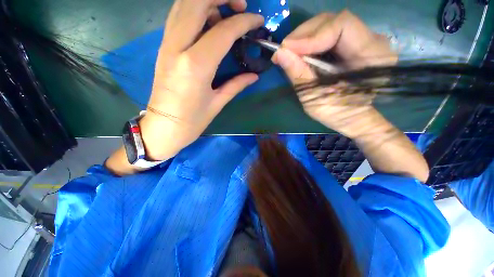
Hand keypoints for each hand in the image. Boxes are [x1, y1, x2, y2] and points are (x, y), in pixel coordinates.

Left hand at [140, 0, 263, 160]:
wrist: (163, 127)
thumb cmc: (192, 121)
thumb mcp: (217, 103)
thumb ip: (236, 85)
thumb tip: (254, 76)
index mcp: (196, 65)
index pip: (223, 31)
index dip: (244, 22)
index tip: (258, 21)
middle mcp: (177, 47)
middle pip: (197, 1)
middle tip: (240, 6)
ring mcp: (167, 44)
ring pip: (184, 4)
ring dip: (207, 0)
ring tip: (226, 11)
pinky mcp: (164, 47)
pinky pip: (177, 16)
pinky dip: (194, 9)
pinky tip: (208, 21)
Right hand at [272, 10, 397, 138]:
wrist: (352, 117)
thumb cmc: (336, 113)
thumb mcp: (314, 99)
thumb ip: (299, 75)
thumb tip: (279, 54)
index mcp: (371, 56)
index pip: (342, 25)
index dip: (311, 35)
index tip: (287, 49)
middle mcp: (373, 41)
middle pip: (334, 20)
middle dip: (304, 34)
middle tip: (284, 50)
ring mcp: (365, 40)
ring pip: (330, 24)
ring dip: (305, 37)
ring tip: (290, 52)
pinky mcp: (355, 43)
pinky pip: (330, 33)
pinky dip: (311, 41)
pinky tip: (301, 53)